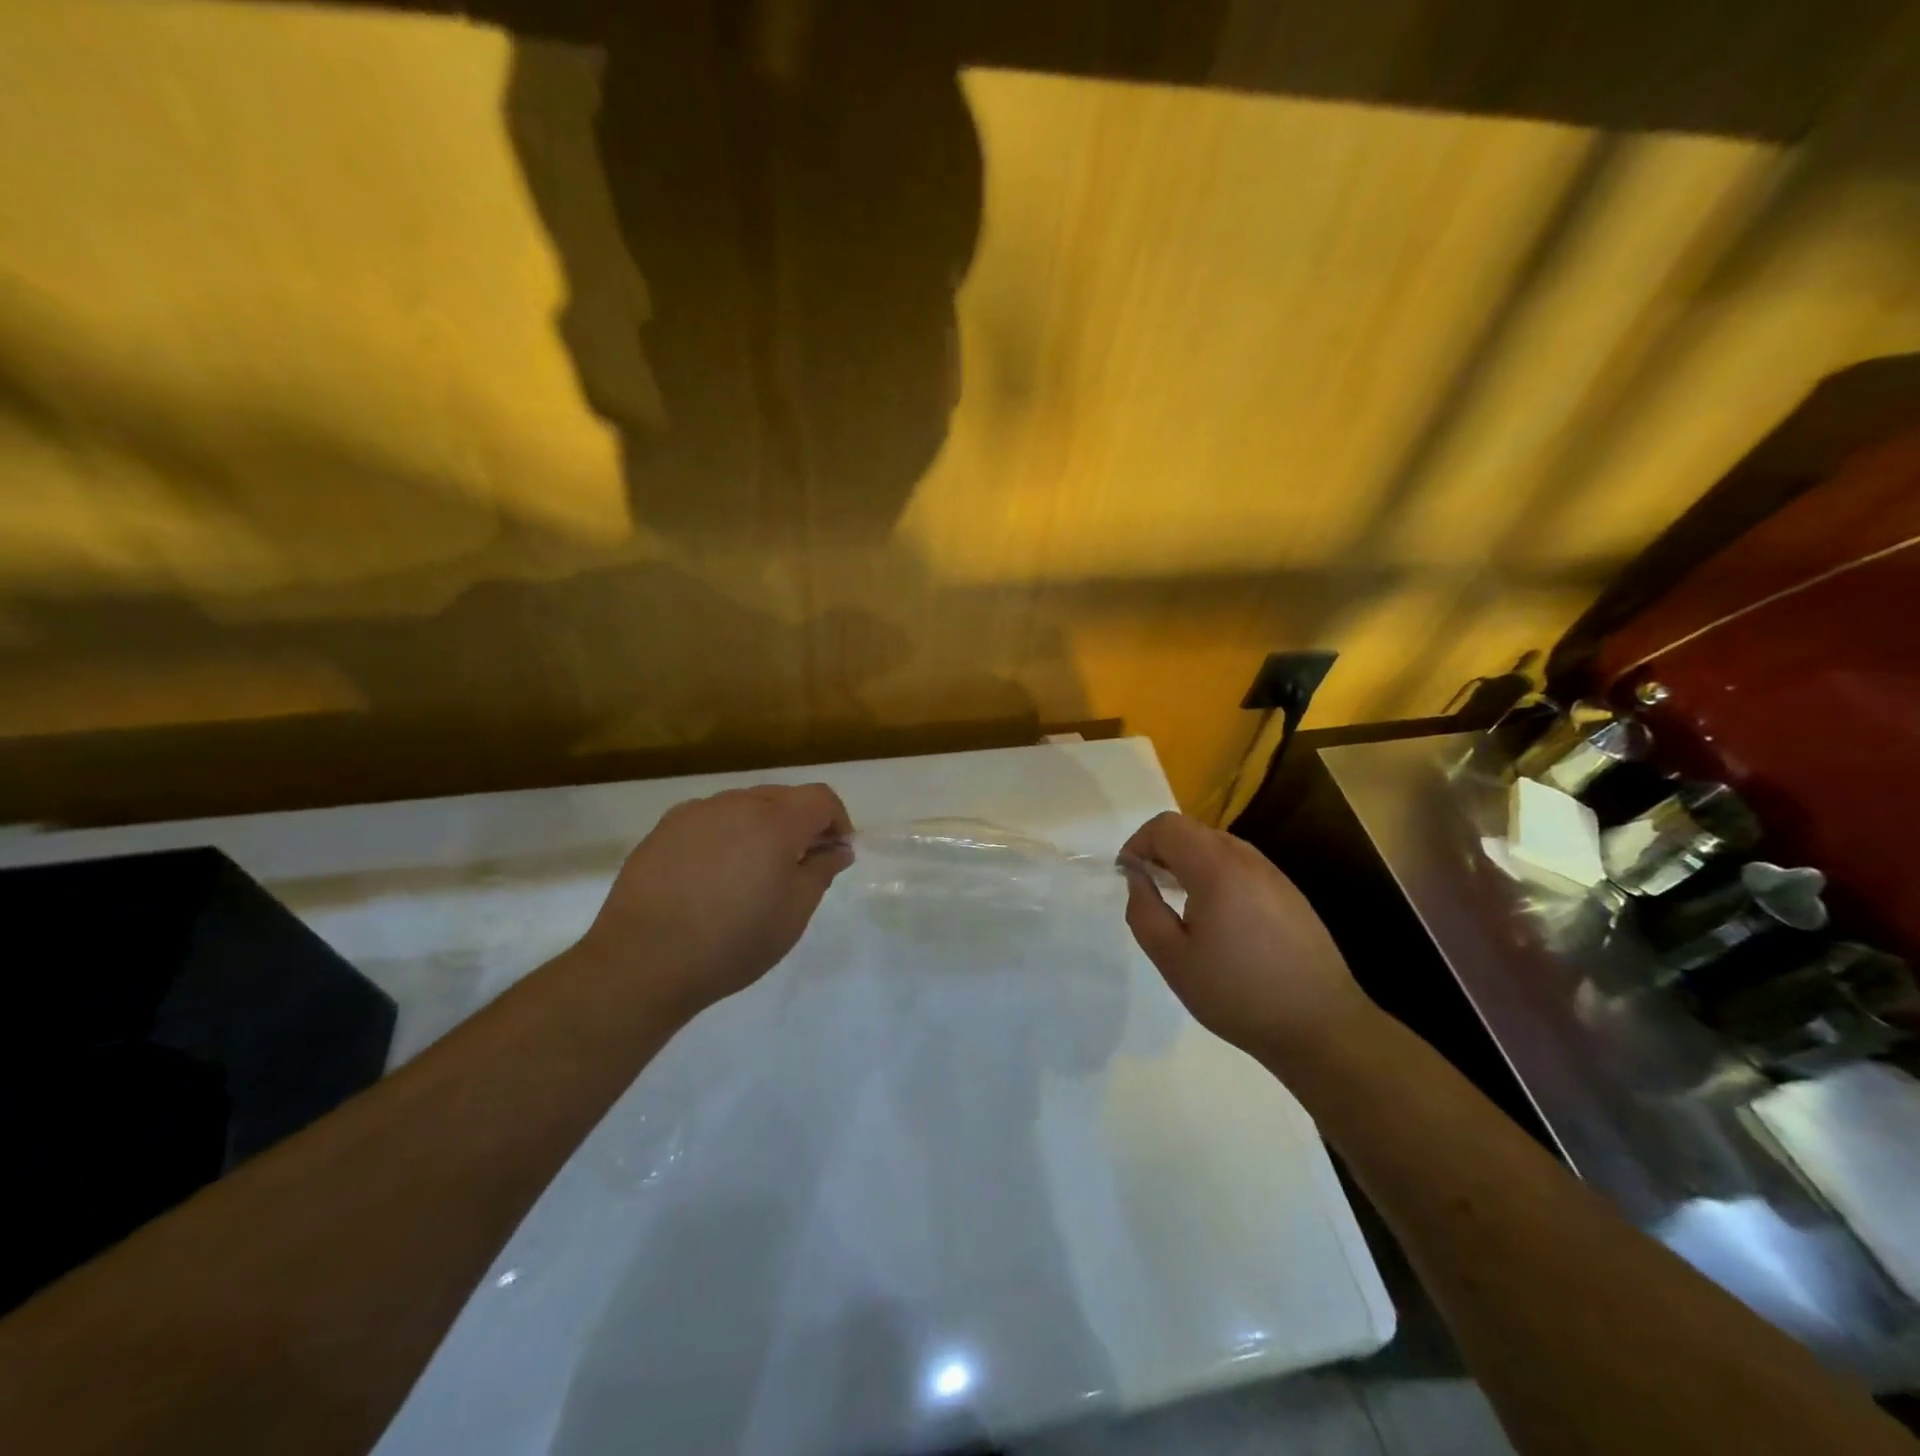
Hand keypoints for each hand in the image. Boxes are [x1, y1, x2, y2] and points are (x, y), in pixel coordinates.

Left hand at [574, 784, 854, 1018]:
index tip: (836, 852)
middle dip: (801, 822)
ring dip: (762, 827)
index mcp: (775, 821)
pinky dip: (726, 835)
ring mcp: (695, 813)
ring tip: (754, 871)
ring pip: (744, 805)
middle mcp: (736, 804)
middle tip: (801, 863)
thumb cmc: (733, 941)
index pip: (820, 798)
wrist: (643, 961)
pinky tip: (715, 874)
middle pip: (783, 797)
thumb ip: (821, 871)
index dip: (838, 820)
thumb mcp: (793, 913)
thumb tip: (838, 849)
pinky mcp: (664, 829)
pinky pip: (710, 819)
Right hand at [1120, 811, 1379, 1068]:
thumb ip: (1144, 911)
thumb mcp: (1173, 960)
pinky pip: (1241, 866)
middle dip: (1162, 851)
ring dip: (1189, 862)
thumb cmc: (1238, 994)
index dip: (1139, 842)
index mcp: (1216, 868)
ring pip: (1218, 846)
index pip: (1167, 826)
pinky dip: (1216, 875)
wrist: (1321, 1026)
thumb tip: (1136, 877)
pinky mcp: (1289, 893)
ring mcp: (1273, 874)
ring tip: (1180, 905)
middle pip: (1192, 831)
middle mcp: (1247, 859)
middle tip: (1149, 889)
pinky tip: (1218, 919)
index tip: (1128, 876)